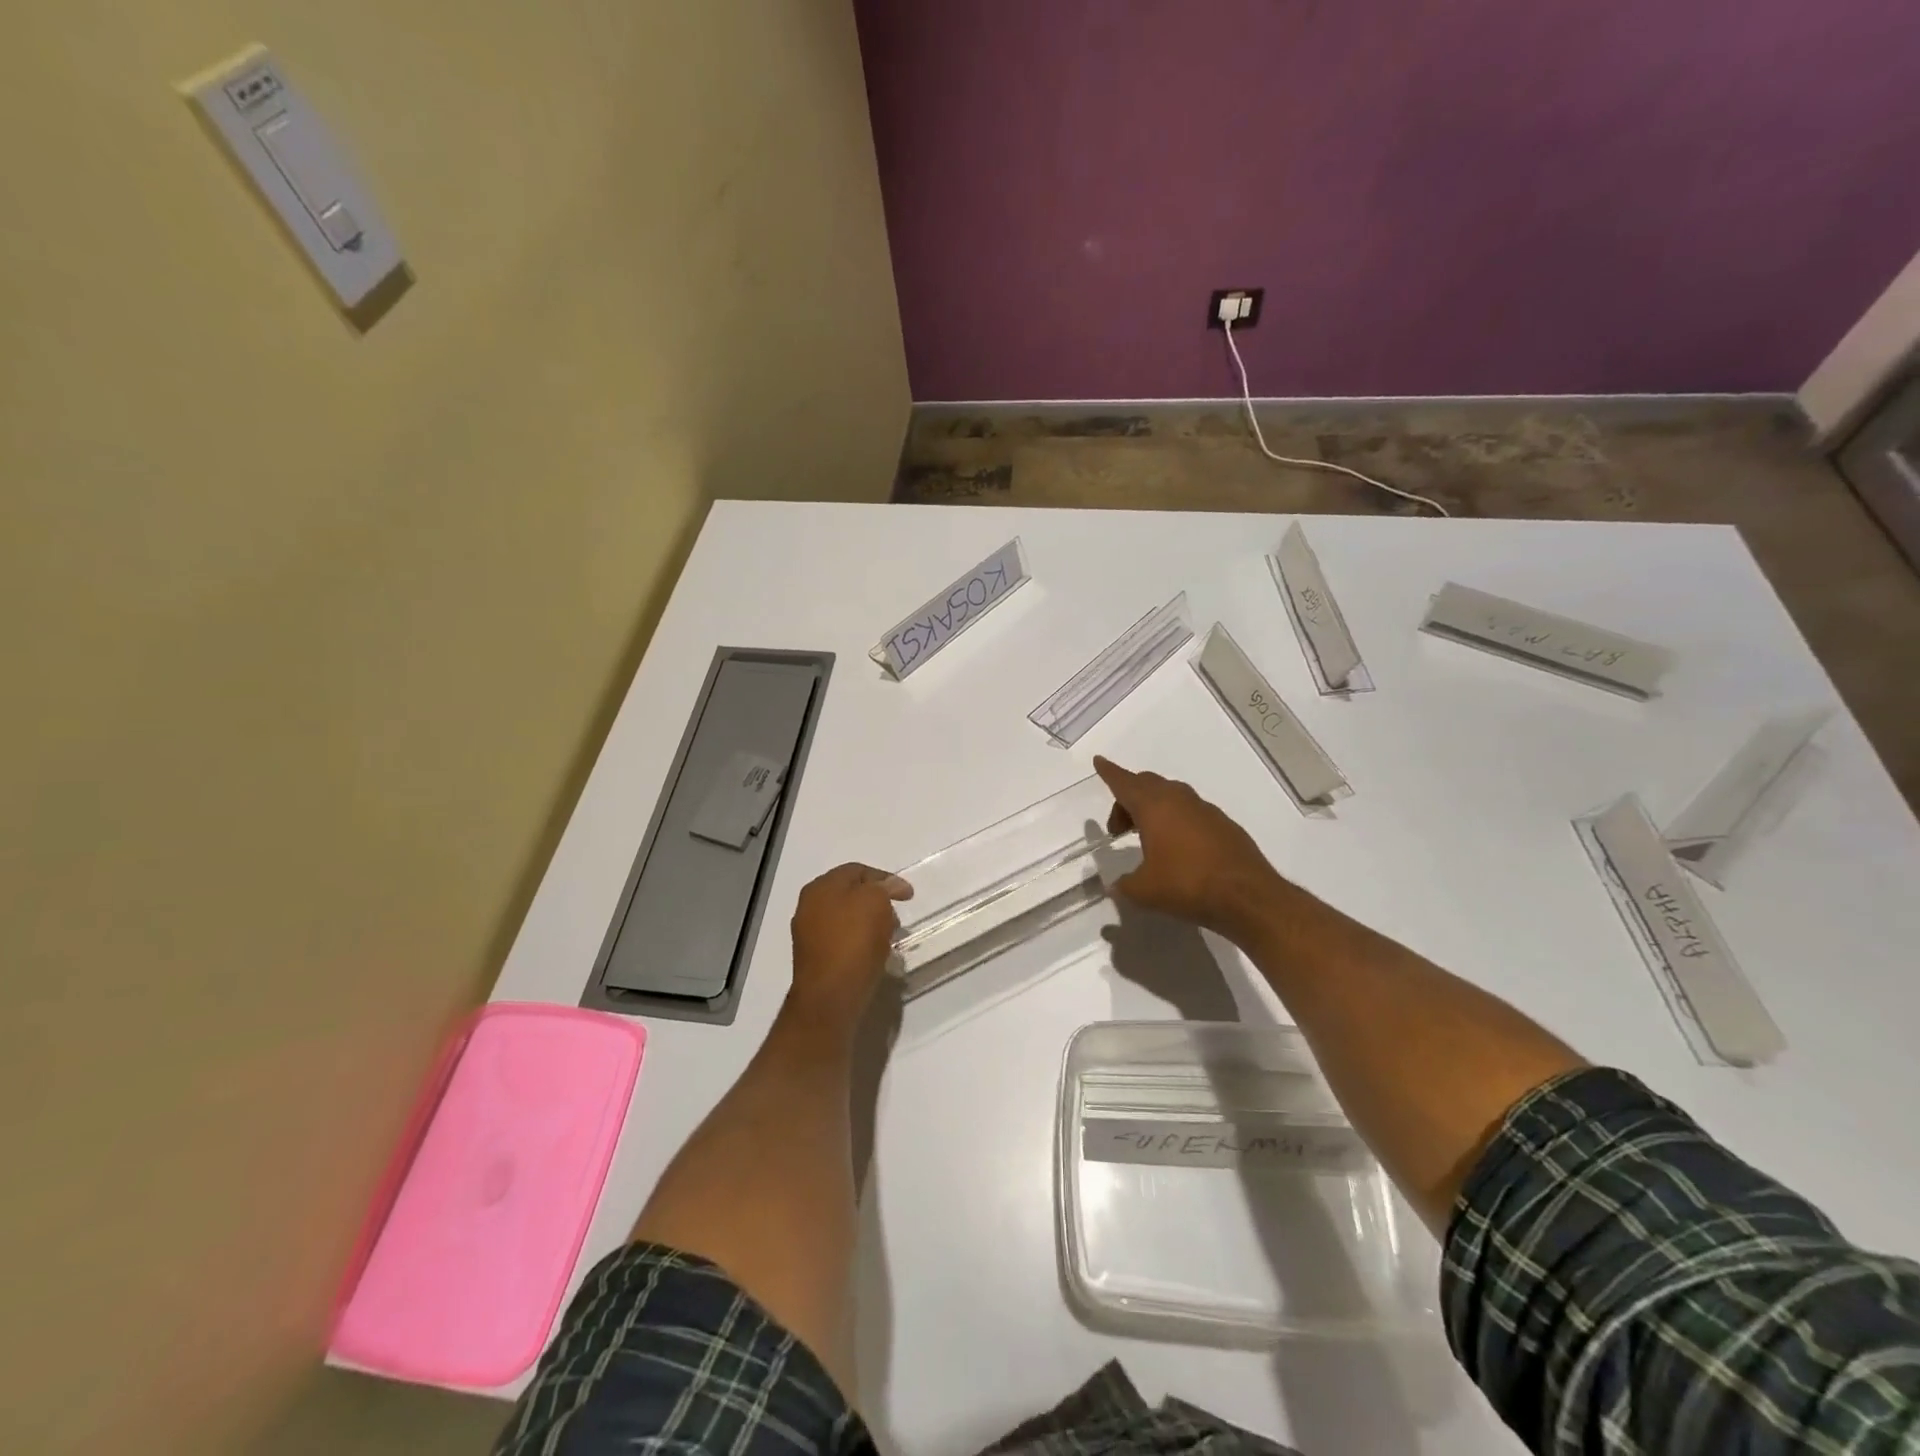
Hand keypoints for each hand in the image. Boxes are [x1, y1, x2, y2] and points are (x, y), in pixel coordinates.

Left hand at [787, 863, 913, 1025]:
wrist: (830, 997)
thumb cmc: (853, 942)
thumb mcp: (875, 901)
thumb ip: (882, 887)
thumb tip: (887, 887)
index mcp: (821, 886)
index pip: (857, 870)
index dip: (885, 878)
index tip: (908, 895)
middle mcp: (809, 905)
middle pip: (850, 893)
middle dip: (877, 901)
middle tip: (897, 916)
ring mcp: (808, 933)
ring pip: (846, 917)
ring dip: (869, 922)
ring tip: (888, 937)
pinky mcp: (814, 958)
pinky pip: (842, 940)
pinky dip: (860, 941)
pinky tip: (874, 953)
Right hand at [1093, 756, 1291, 940]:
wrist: (1248, 896)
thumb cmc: (1187, 885)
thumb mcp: (1145, 891)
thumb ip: (1124, 885)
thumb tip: (1116, 886)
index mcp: (1154, 807)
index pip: (1124, 783)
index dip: (1109, 772)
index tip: (1099, 761)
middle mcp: (1179, 800)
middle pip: (1147, 784)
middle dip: (1128, 799)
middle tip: (1119, 827)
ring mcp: (1205, 810)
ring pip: (1171, 795)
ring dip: (1153, 808)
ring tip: (1146, 837)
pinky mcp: (1224, 824)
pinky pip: (1191, 812)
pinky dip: (1176, 820)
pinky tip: (1178, 848)